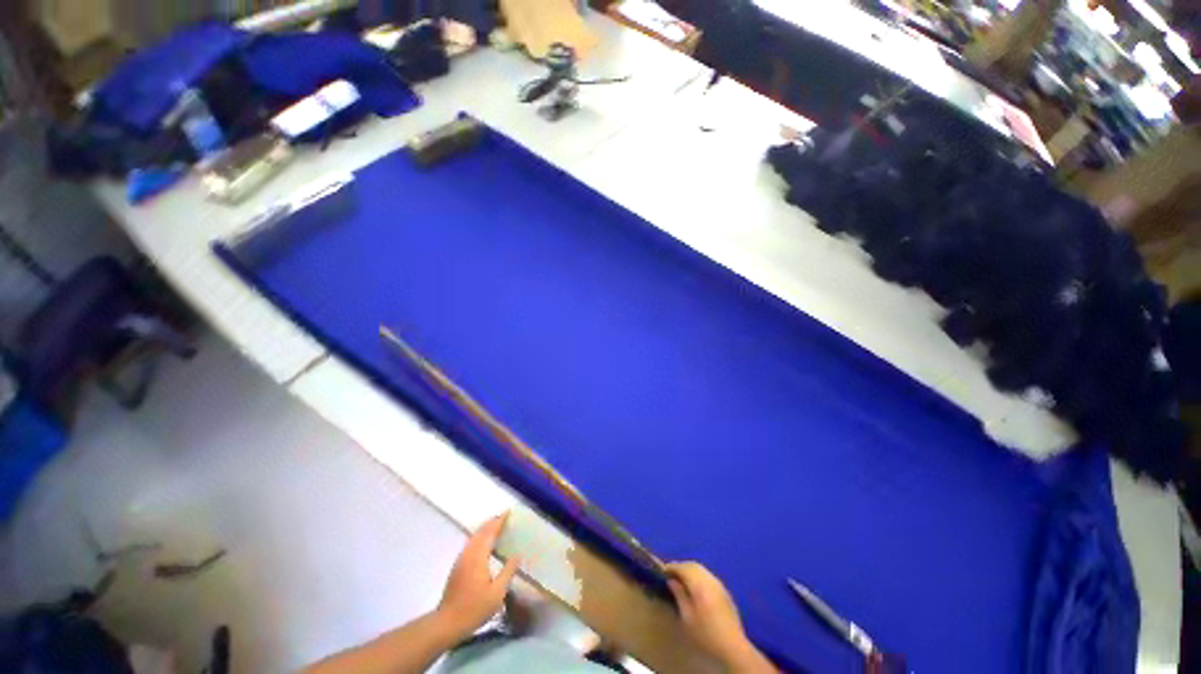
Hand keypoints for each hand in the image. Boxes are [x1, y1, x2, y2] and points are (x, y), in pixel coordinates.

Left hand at [436, 513, 519, 638]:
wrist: (447, 623)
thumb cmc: (474, 608)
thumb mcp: (497, 593)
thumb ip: (508, 572)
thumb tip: (517, 555)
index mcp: (478, 556)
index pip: (490, 532)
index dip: (499, 521)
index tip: (508, 512)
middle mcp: (468, 554)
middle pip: (480, 532)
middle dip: (492, 522)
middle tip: (504, 517)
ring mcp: (460, 560)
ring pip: (473, 537)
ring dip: (485, 529)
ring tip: (496, 527)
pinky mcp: (457, 567)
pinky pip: (470, 544)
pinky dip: (479, 538)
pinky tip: (484, 545)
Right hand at [667, 562, 774, 672]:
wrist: (733, 647)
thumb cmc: (705, 634)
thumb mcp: (687, 618)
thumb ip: (679, 596)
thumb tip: (671, 581)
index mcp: (699, 584)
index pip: (683, 567)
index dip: (671, 567)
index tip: (662, 572)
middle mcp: (710, 579)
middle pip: (693, 565)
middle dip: (681, 567)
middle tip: (671, 575)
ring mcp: (719, 585)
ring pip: (702, 570)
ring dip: (691, 571)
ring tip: (682, 581)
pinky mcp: (725, 592)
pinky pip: (709, 577)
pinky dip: (699, 577)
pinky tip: (696, 588)